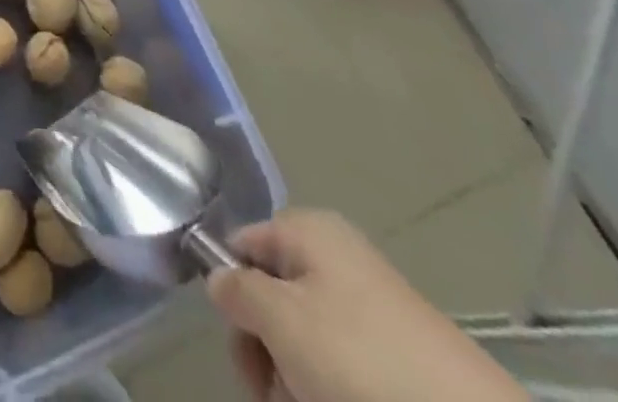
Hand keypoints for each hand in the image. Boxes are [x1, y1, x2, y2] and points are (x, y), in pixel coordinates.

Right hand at [208, 209, 525, 401]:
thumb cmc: (361, 359)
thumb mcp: (281, 319)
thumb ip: (236, 290)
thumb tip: (218, 277)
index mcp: (308, 231)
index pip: (241, 245)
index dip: (230, 290)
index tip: (240, 344)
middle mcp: (337, 257)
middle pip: (272, 295)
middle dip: (264, 347)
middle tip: (272, 391)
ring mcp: (371, 306)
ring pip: (306, 338)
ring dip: (295, 377)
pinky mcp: (398, 354)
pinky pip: (343, 365)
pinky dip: (330, 390)